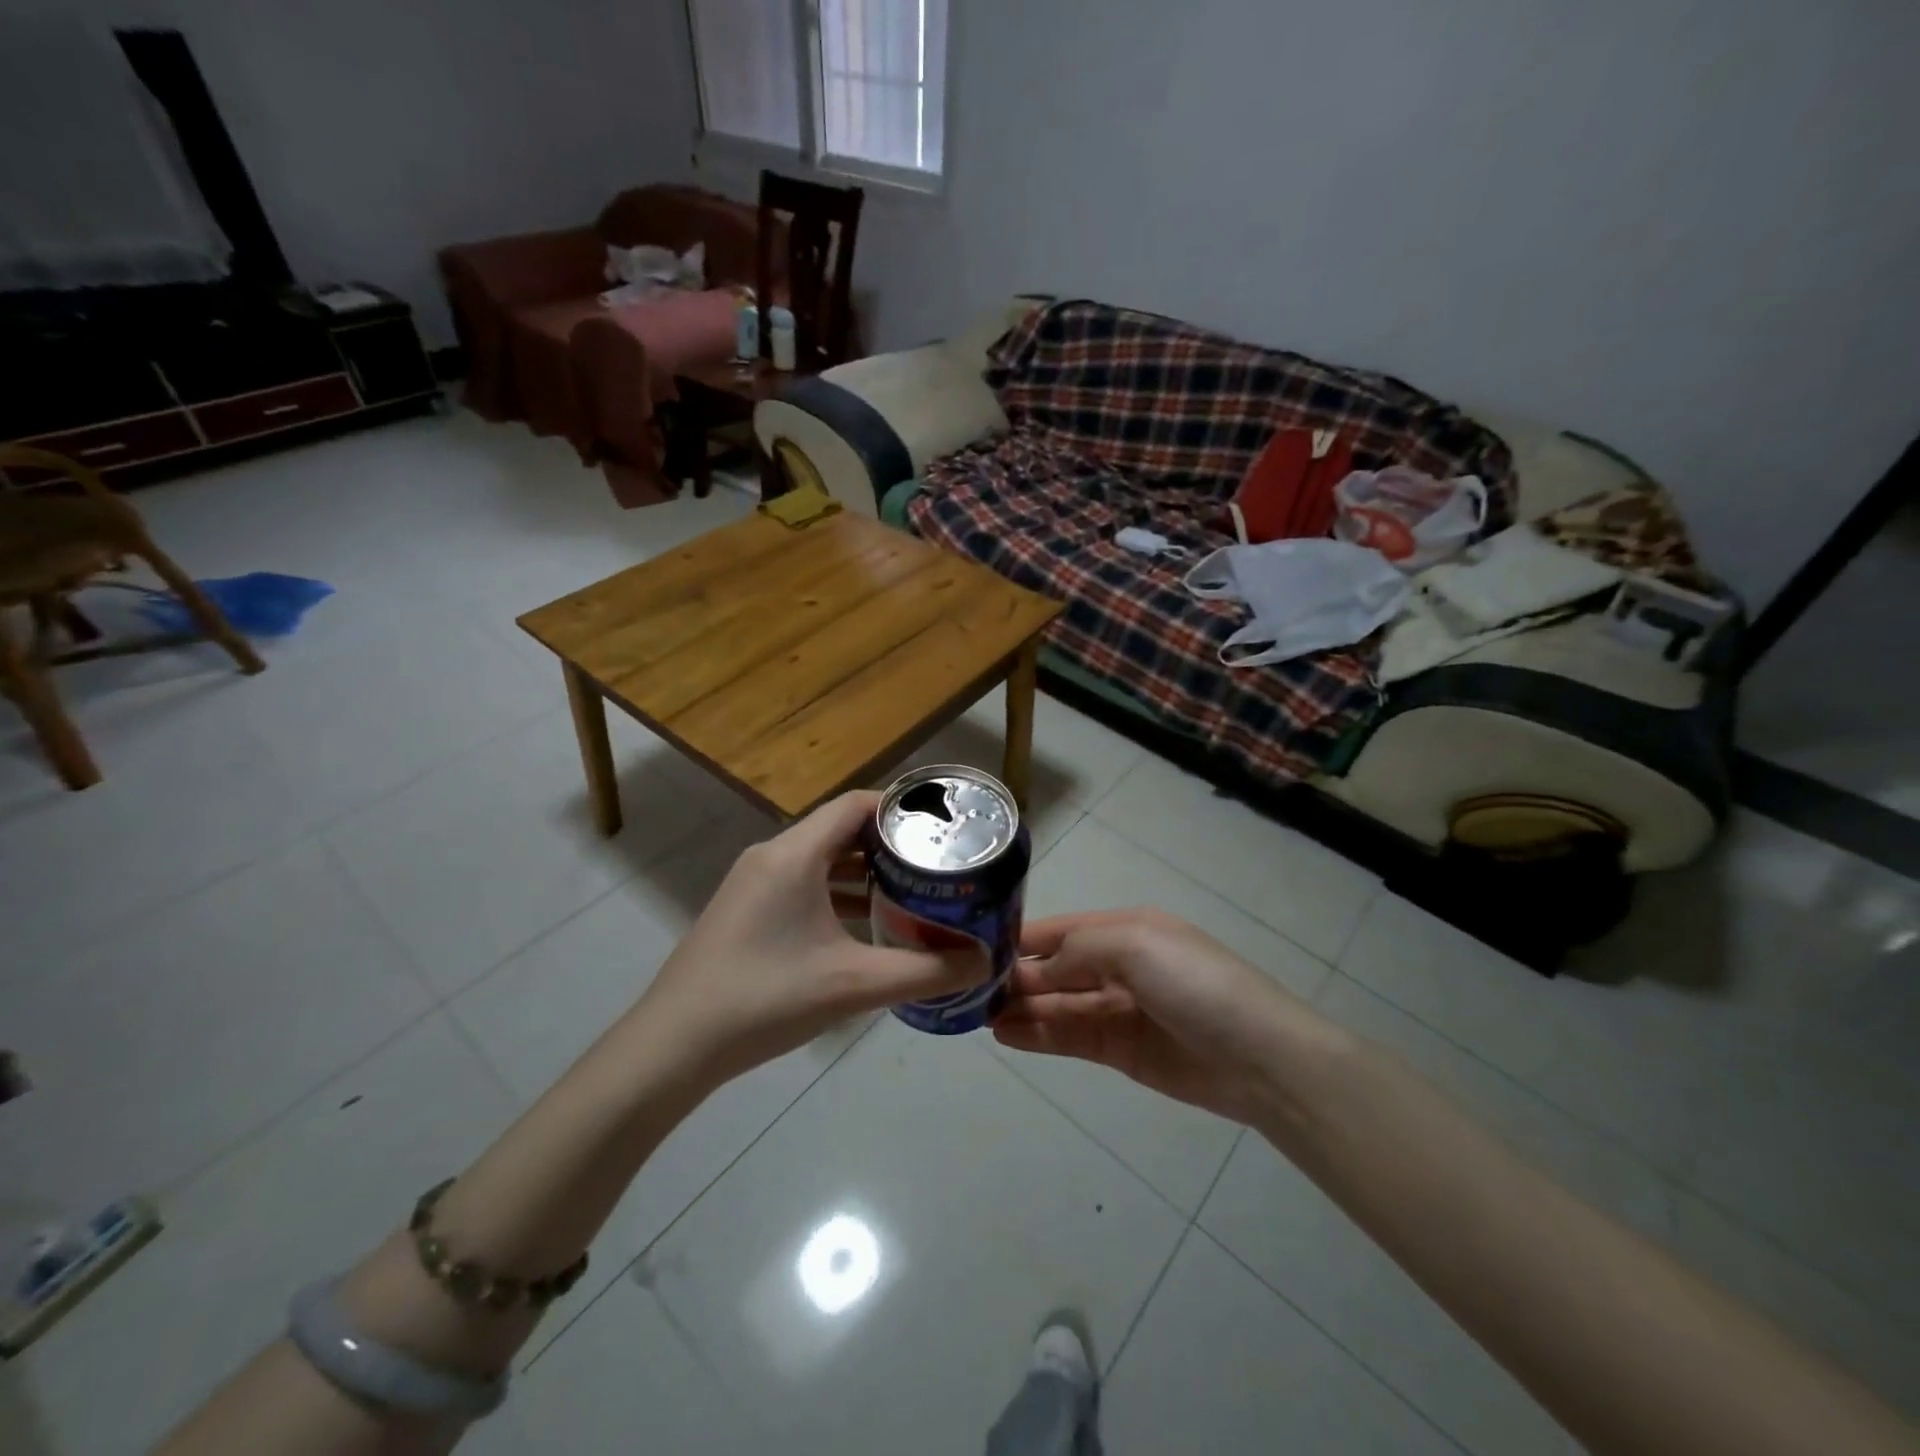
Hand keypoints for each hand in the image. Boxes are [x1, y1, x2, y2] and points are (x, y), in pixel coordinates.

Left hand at [639, 792, 989, 1085]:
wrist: (672, 1046)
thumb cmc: (764, 1000)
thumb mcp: (854, 985)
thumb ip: (925, 972)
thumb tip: (983, 963)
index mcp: (794, 854)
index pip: (856, 805)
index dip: (901, 809)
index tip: (942, 829)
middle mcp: (771, 856)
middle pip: (840, 829)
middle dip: (889, 844)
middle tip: (935, 863)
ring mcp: (752, 883)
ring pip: (820, 859)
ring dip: (863, 871)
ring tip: (910, 891)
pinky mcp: (745, 910)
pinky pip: (801, 884)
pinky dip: (836, 894)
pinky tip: (864, 926)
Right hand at [993, 909, 1342, 1123]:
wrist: (1259, 1058)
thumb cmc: (1195, 983)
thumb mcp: (1135, 945)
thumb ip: (1077, 952)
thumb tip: (1032, 972)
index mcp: (1125, 930)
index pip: (1061, 930)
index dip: (1023, 938)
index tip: (977, 947)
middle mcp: (1118, 966)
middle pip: (1055, 969)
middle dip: (1017, 977)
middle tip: (970, 990)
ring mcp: (1119, 1010)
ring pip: (1058, 1005)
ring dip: (1021, 1008)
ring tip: (978, 1016)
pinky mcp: (1121, 1051)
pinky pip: (1071, 1037)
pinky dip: (1039, 1036)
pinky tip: (1007, 1037)